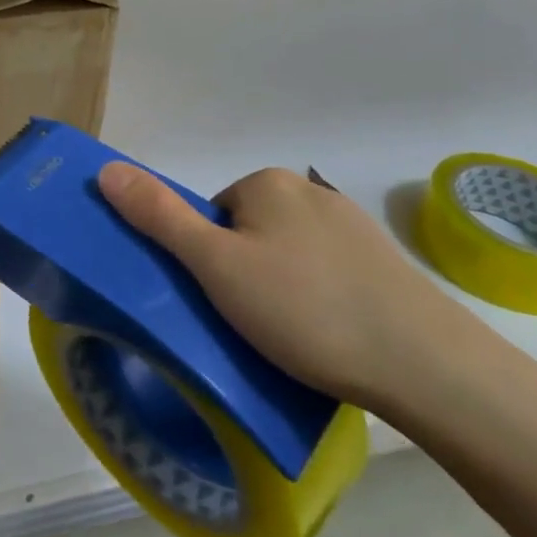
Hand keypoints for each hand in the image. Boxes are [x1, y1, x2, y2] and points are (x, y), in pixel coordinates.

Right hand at [97, 163, 475, 411]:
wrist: (430, 368)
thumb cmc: (306, 309)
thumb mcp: (215, 265)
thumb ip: (158, 216)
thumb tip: (106, 168)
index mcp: (268, 183)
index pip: (212, 213)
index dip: (207, 258)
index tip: (221, 299)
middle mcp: (311, 192)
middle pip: (248, 231)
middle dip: (243, 272)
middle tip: (251, 322)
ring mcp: (354, 229)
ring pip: (289, 255)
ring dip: (281, 289)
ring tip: (292, 339)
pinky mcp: (387, 266)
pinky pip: (328, 275)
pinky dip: (319, 300)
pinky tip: (331, 338)